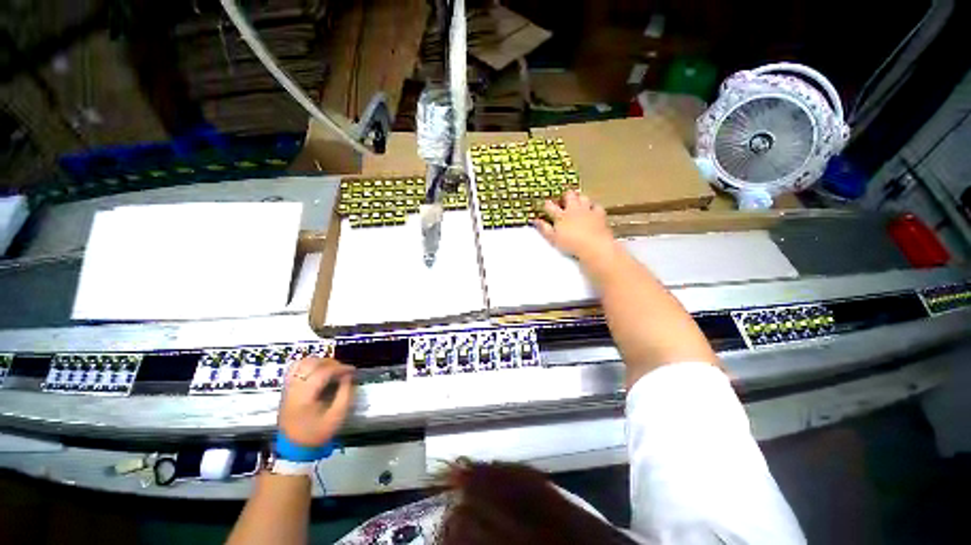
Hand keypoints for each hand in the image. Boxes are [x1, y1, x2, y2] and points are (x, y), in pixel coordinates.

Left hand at [279, 357, 354, 446]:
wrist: (294, 444)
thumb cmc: (315, 434)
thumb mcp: (335, 419)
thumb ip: (344, 397)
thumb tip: (348, 380)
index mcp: (305, 393)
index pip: (323, 372)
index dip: (339, 368)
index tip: (352, 370)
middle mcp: (294, 384)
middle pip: (312, 363)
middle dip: (330, 362)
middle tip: (344, 369)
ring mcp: (288, 384)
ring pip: (302, 362)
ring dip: (319, 361)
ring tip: (332, 368)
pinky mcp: (286, 386)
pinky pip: (295, 367)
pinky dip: (307, 363)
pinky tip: (315, 369)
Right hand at [533, 190, 615, 261]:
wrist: (594, 246)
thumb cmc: (572, 245)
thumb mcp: (554, 239)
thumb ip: (545, 229)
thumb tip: (536, 220)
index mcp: (561, 216)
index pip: (550, 206)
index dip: (547, 205)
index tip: (546, 206)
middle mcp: (574, 209)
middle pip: (569, 195)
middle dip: (566, 196)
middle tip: (565, 202)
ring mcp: (587, 210)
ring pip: (583, 197)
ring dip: (580, 199)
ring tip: (579, 204)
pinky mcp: (600, 214)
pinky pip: (597, 206)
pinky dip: (594, 208)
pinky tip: (594, 212)